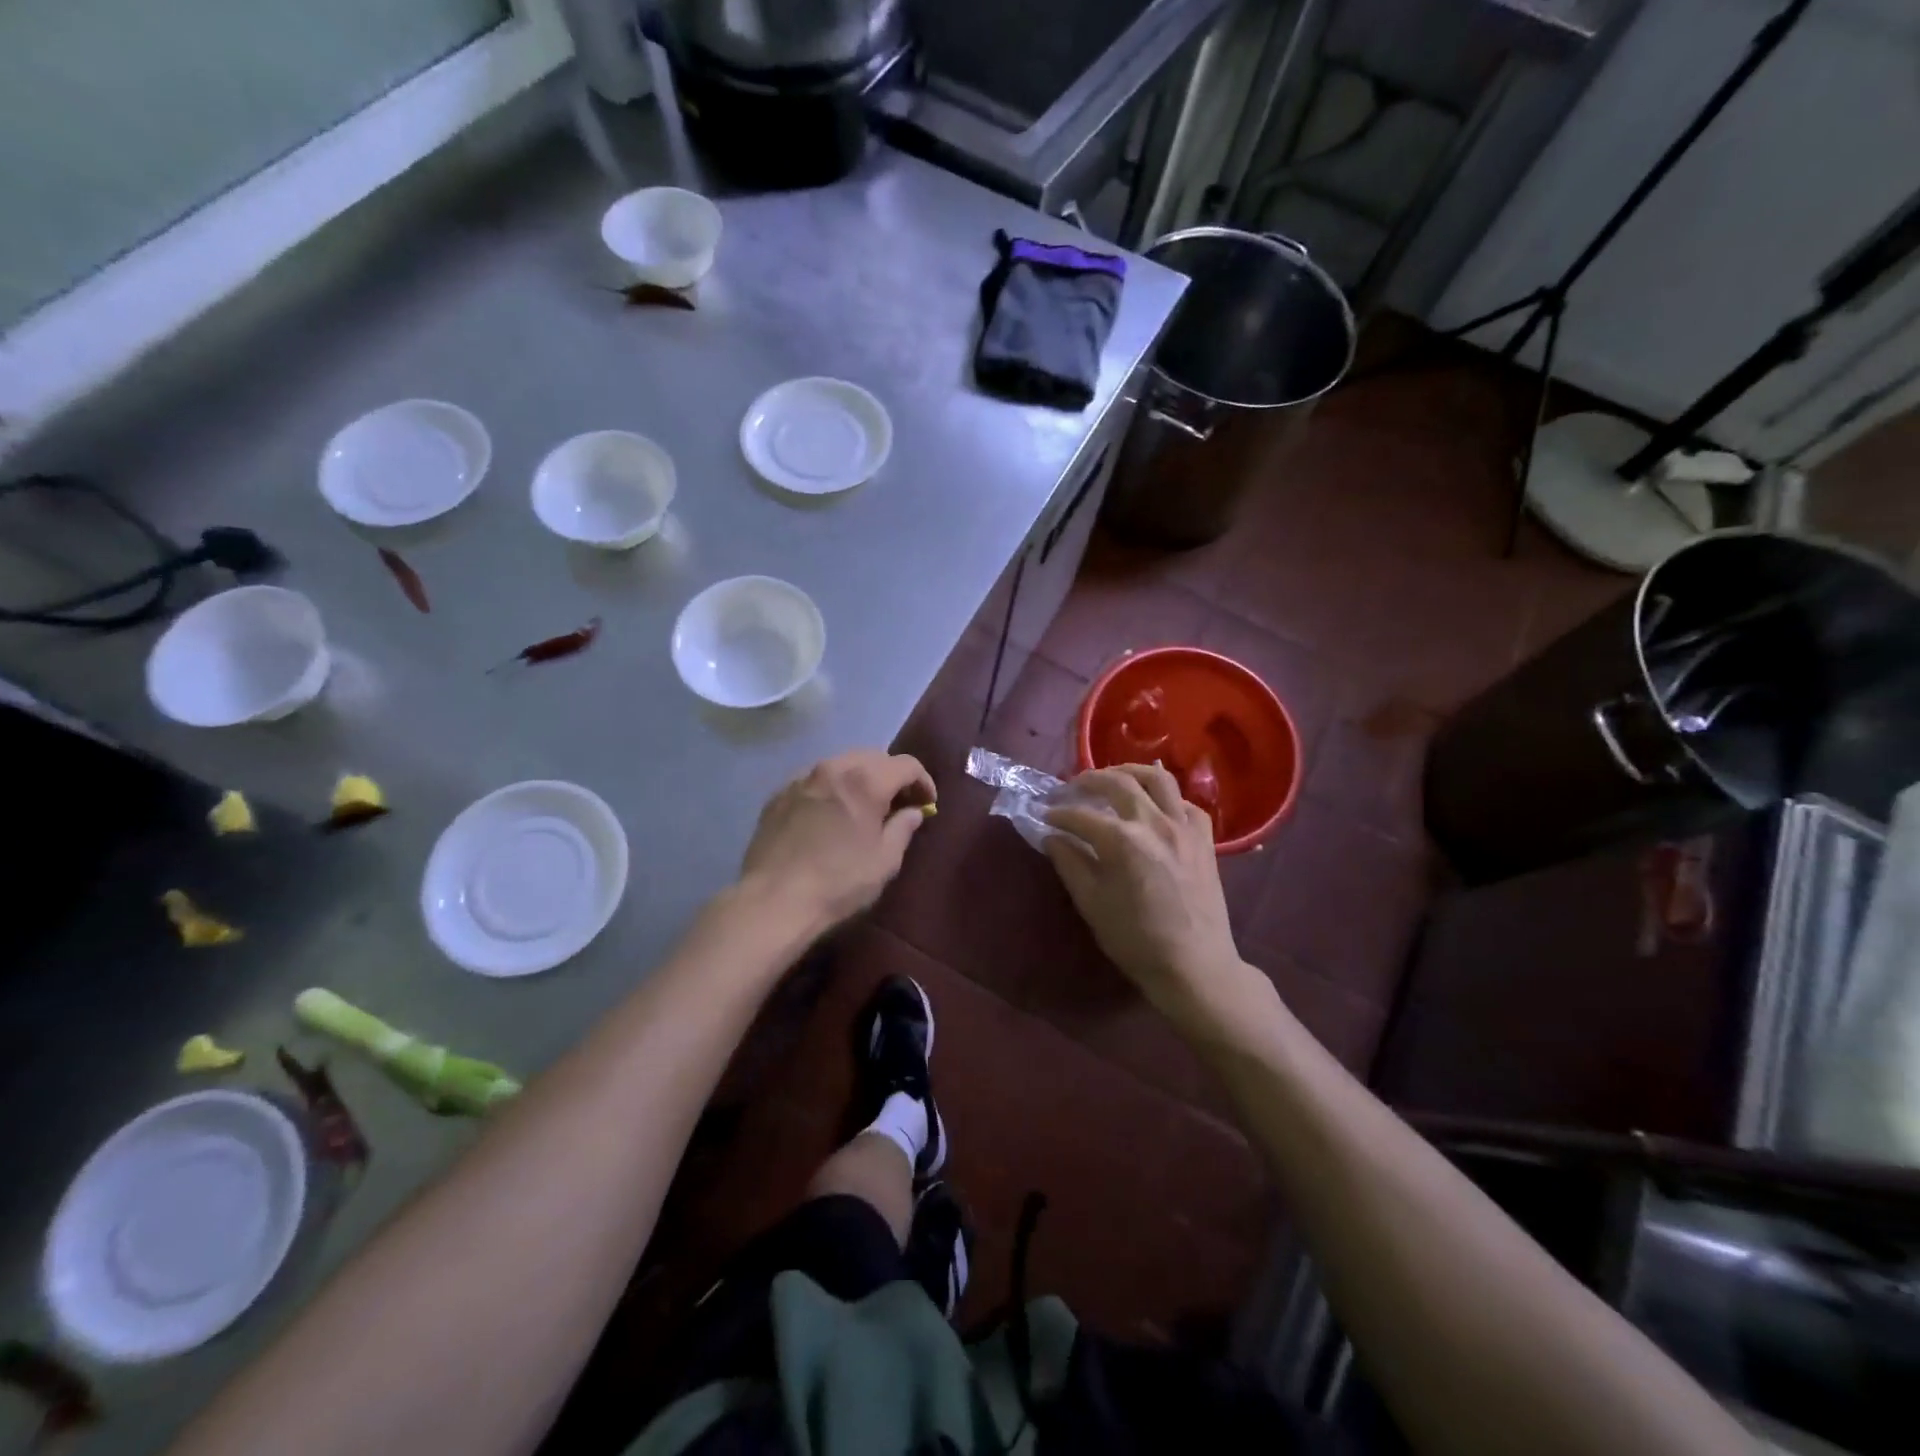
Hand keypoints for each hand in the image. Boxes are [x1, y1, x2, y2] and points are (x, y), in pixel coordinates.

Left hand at [740, 750, 935, 932]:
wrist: (773, 900)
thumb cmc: (838, 882)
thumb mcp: (885, 861)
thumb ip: (903, 828)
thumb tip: (912, 812)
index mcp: (865, 780)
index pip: (906, 765)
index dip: (924, 782)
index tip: (928, 804)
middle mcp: (833, 767)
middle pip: (873, 757)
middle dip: (892, 776)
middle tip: (899, 803)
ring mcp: (801, 778)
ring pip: (841, 764)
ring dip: (860, 779)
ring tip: (863, 808)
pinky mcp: (779, 794)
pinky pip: (814, 780)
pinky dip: (831, 789)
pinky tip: (830, 816)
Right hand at [1043, 764, 1252, 1022]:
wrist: (1194, 966)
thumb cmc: (1136, 941)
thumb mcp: (1092, 904)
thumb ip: (1070, 864)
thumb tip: (1052, 837)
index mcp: (1123, 841)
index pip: (1081, 815)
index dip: (1059, 813)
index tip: (1044, 816)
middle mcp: (1155, 823)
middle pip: (1118, 782)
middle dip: (1089, 780)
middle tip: (1071, 789)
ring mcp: (1184, 827)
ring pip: (1158, 779)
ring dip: (1129, 772)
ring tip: (1112, 779)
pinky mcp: (1205, 838)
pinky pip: (1185, 802)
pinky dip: (1165, 797)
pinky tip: (1152, 807)